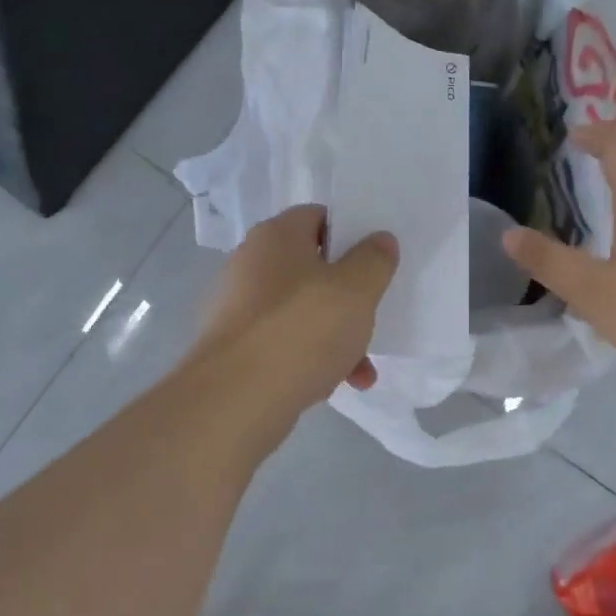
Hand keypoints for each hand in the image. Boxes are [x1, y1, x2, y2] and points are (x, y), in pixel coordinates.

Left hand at [191, 204, 398, 415]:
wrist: (237, 398)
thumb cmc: (302, 329)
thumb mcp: (356, 290)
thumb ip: (374, 260)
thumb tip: (379, 240)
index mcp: (276, 236)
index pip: (319, 217)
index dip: (351, 234)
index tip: (377, 261)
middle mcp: (251, 264)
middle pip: (313, 270)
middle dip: (348, 298)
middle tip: (372, 317)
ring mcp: (239, 308)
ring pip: (302, 312)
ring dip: (336, 337)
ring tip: (362, 371)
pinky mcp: (235, 348)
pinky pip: (284, 344)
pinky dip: (311, 359)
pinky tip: (333, 386)